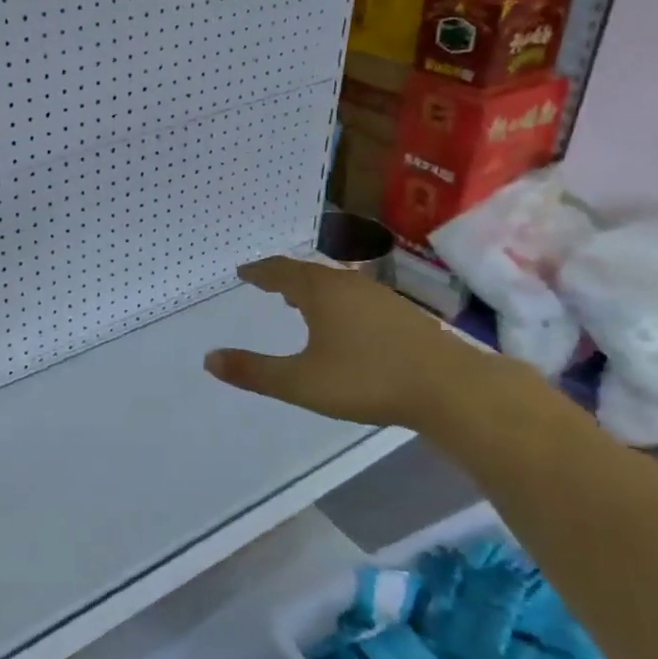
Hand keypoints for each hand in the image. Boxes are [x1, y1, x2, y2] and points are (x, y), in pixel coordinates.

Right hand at [204, 256, 492, 431]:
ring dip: (311, 287)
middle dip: (283, 276)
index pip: (280, 272)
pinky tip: (342, 321)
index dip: (259, 272)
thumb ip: (254, 372)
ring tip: (297, 300)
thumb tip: (209, 359)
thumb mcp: (301, 382)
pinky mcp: (401, 312)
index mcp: (320, 292)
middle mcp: (348, 284)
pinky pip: (355, 294)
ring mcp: (378, 296)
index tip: (244, 271)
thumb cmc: (367, 379)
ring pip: (334, 282)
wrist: (449, 387)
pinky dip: (335, 299)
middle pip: (308, 272)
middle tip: (266, 282)